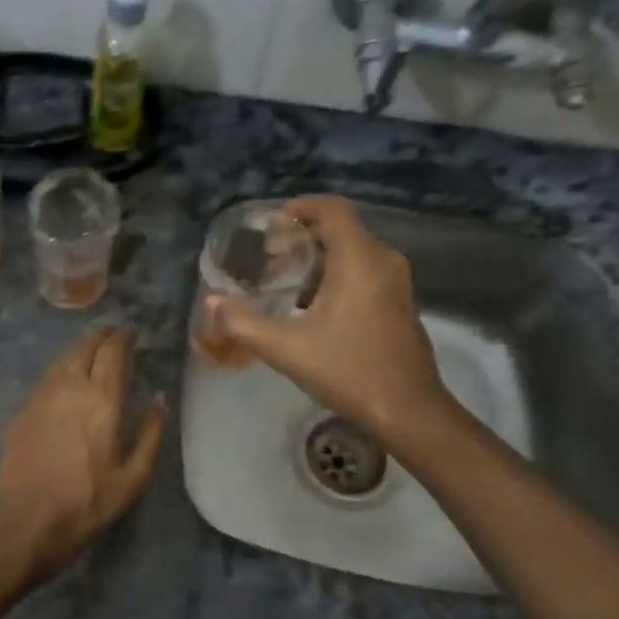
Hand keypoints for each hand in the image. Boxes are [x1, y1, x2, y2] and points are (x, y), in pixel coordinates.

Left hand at [0, 327, 167, 585]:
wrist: (24, 521)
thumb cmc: (87, 503)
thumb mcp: (133, 477)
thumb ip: (151, 432)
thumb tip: (160, 398)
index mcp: (102, 399)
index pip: (113, 351)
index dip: (124, 337)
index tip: (133, 334)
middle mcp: (71, 386)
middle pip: (86, 345)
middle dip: (103, 335)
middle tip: (116, 337)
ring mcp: (42, 395)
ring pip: (63, 355)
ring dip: (81, 346)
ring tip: (94, 349)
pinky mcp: (24, 408)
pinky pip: (48, 373)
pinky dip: (63, 364)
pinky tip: (68, 375)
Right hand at [207, 195, 463, 445]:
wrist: (408, 411)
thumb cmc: (348, 372)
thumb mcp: (286, 349)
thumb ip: (243, 323)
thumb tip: (210, 303)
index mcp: (359, 259)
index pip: (332, 209)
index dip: (301, 208)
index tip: (272, 224)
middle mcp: (383, 261)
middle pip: (341, 230)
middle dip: (303, 238)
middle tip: (269, 259)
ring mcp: (397, 283)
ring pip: (354, 253)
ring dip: (319, 260)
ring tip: (285, 284)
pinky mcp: (401, 304)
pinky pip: (366, 273)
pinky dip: (337, 277)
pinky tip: (313, 309)